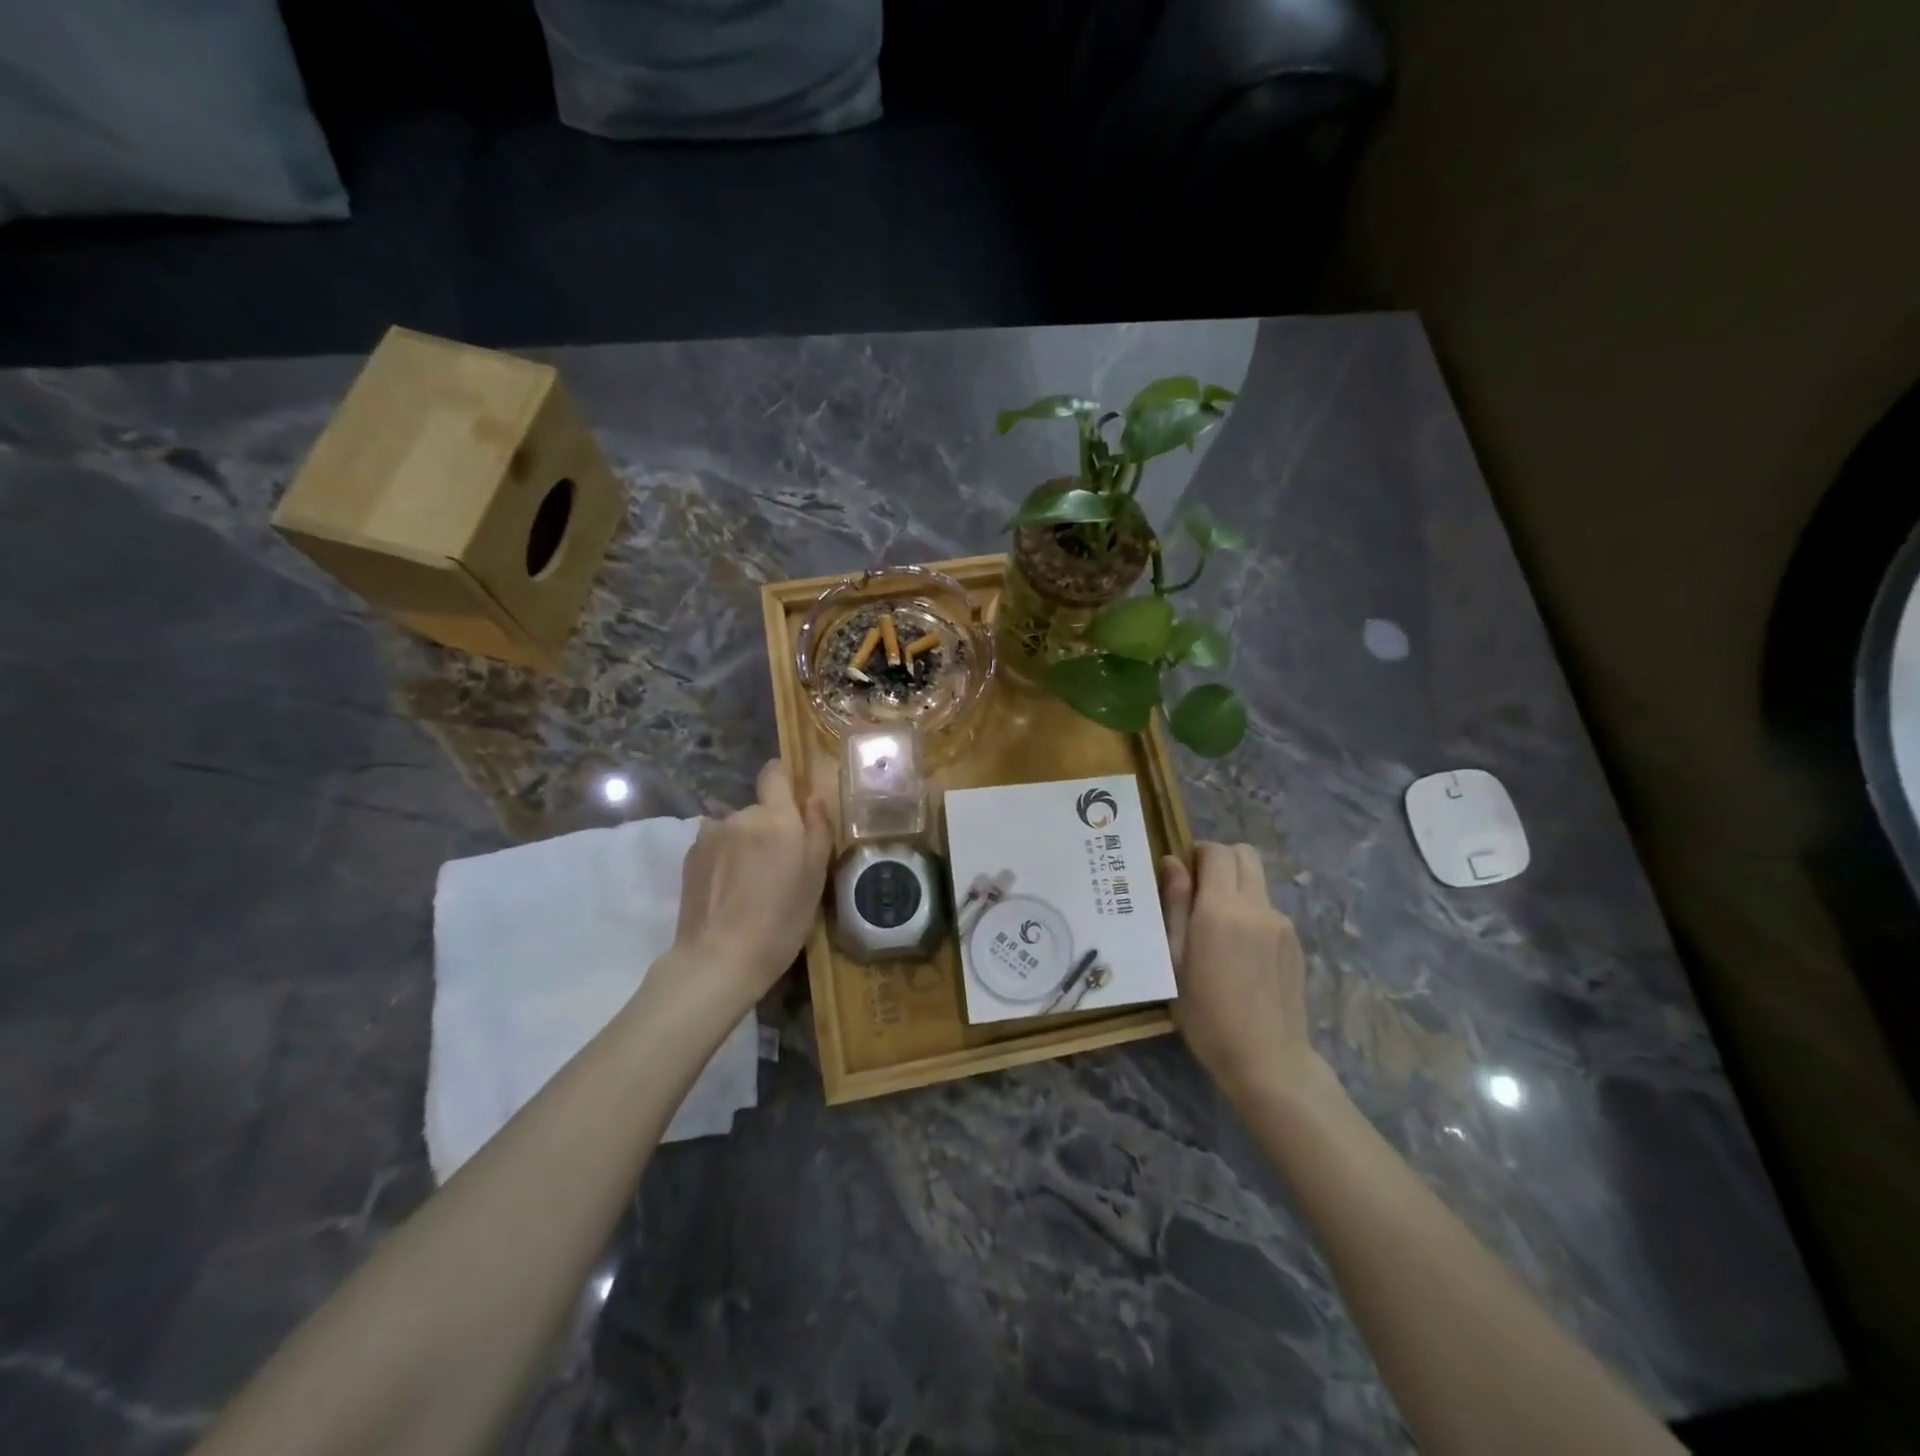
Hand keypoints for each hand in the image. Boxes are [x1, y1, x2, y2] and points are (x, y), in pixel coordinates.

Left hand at [671, 759, 831, 1000]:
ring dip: (744, 843)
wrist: (719, 959)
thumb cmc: (780, 920)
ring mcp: (709, 835)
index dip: (783, 782)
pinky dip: (723, 859)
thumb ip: (818, 829)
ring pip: (735, 828)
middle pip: (758, 808)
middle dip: (769, 827)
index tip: (793, 805)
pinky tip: (728, 891)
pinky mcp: (689, 857)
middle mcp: (740, 816)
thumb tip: (813, 797)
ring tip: (750, 883)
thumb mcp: (815, 878)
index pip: (774, 773)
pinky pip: (715, 845)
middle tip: (779, 865)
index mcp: (776, 818)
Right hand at [1160, 842, 1318, 1101]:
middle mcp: (1256, 906)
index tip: (1182, 874)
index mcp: (1221, 908)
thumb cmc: (1206, 1014)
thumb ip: (1175, 905)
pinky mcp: (1295, 942)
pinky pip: (1268, 909)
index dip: (1197, 853)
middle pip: (1245, 855)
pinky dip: (1251, 912)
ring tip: (1217, 928)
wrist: (1266, 1060)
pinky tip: (1239, 952)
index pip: (1216, 851)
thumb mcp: (1175, 960)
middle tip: (1198, 890)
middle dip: (1220, 860)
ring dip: (1236, 887)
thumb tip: (1172, 862)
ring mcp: (1281, 923)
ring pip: (1258, 881)